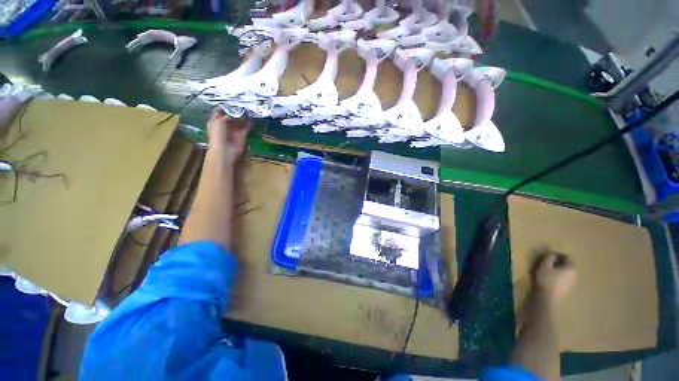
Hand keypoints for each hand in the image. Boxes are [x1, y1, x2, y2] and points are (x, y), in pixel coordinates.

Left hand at [207, 108, 250, 162]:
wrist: (225, 150)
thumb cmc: (218, 135)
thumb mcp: (219, 121)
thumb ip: (227, 115)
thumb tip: (234, 113)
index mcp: (215, 121)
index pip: (220, 111)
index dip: (225, 106)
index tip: (232, 100)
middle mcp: (225, 125)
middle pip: (231, 116)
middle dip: (236, 110)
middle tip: (242, 103)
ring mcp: (234, 130)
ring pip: (239, 121)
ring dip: (243, 116)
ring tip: (248, 108)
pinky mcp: (242, 135)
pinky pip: (246, 127)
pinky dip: (249, 123)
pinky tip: (251, 117)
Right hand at [534, 253, 575, 301]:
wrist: (549, 297)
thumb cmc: (547, 279)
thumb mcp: (545, 265)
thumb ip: (549, 257)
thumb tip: (552, 253)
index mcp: (571, 267)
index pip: (566, 257)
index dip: (556, 254)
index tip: (547, 256)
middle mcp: (575, 274)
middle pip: (567, 264)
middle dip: (558, 262)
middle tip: (547, 263)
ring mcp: (573, 282)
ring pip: (566, 272)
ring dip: (558, 269)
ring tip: (548, 271)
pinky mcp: (568, 288)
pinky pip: (565, 278)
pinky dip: (559, 276)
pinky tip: (551, 279)